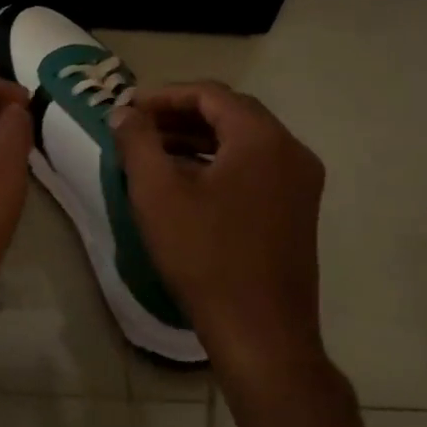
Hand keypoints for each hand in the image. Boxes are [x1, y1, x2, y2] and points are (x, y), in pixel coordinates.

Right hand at [111, 82, 332, 396]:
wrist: (261, 332)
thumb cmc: (205, 256)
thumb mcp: (158, 194)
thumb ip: (138, 142)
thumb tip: (124, 112)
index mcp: (263, 139)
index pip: (211, 94)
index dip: (165, 96)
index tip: (129, 110)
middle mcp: (291, 151)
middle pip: (231, 114)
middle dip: (181, 115)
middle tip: (139, 128)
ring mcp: (301, 182)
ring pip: (244, 142)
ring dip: (199, 139)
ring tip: (155, 152)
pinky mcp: (298, 210)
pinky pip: (256, 167)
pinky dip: (220, 162)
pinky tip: (187, 181)